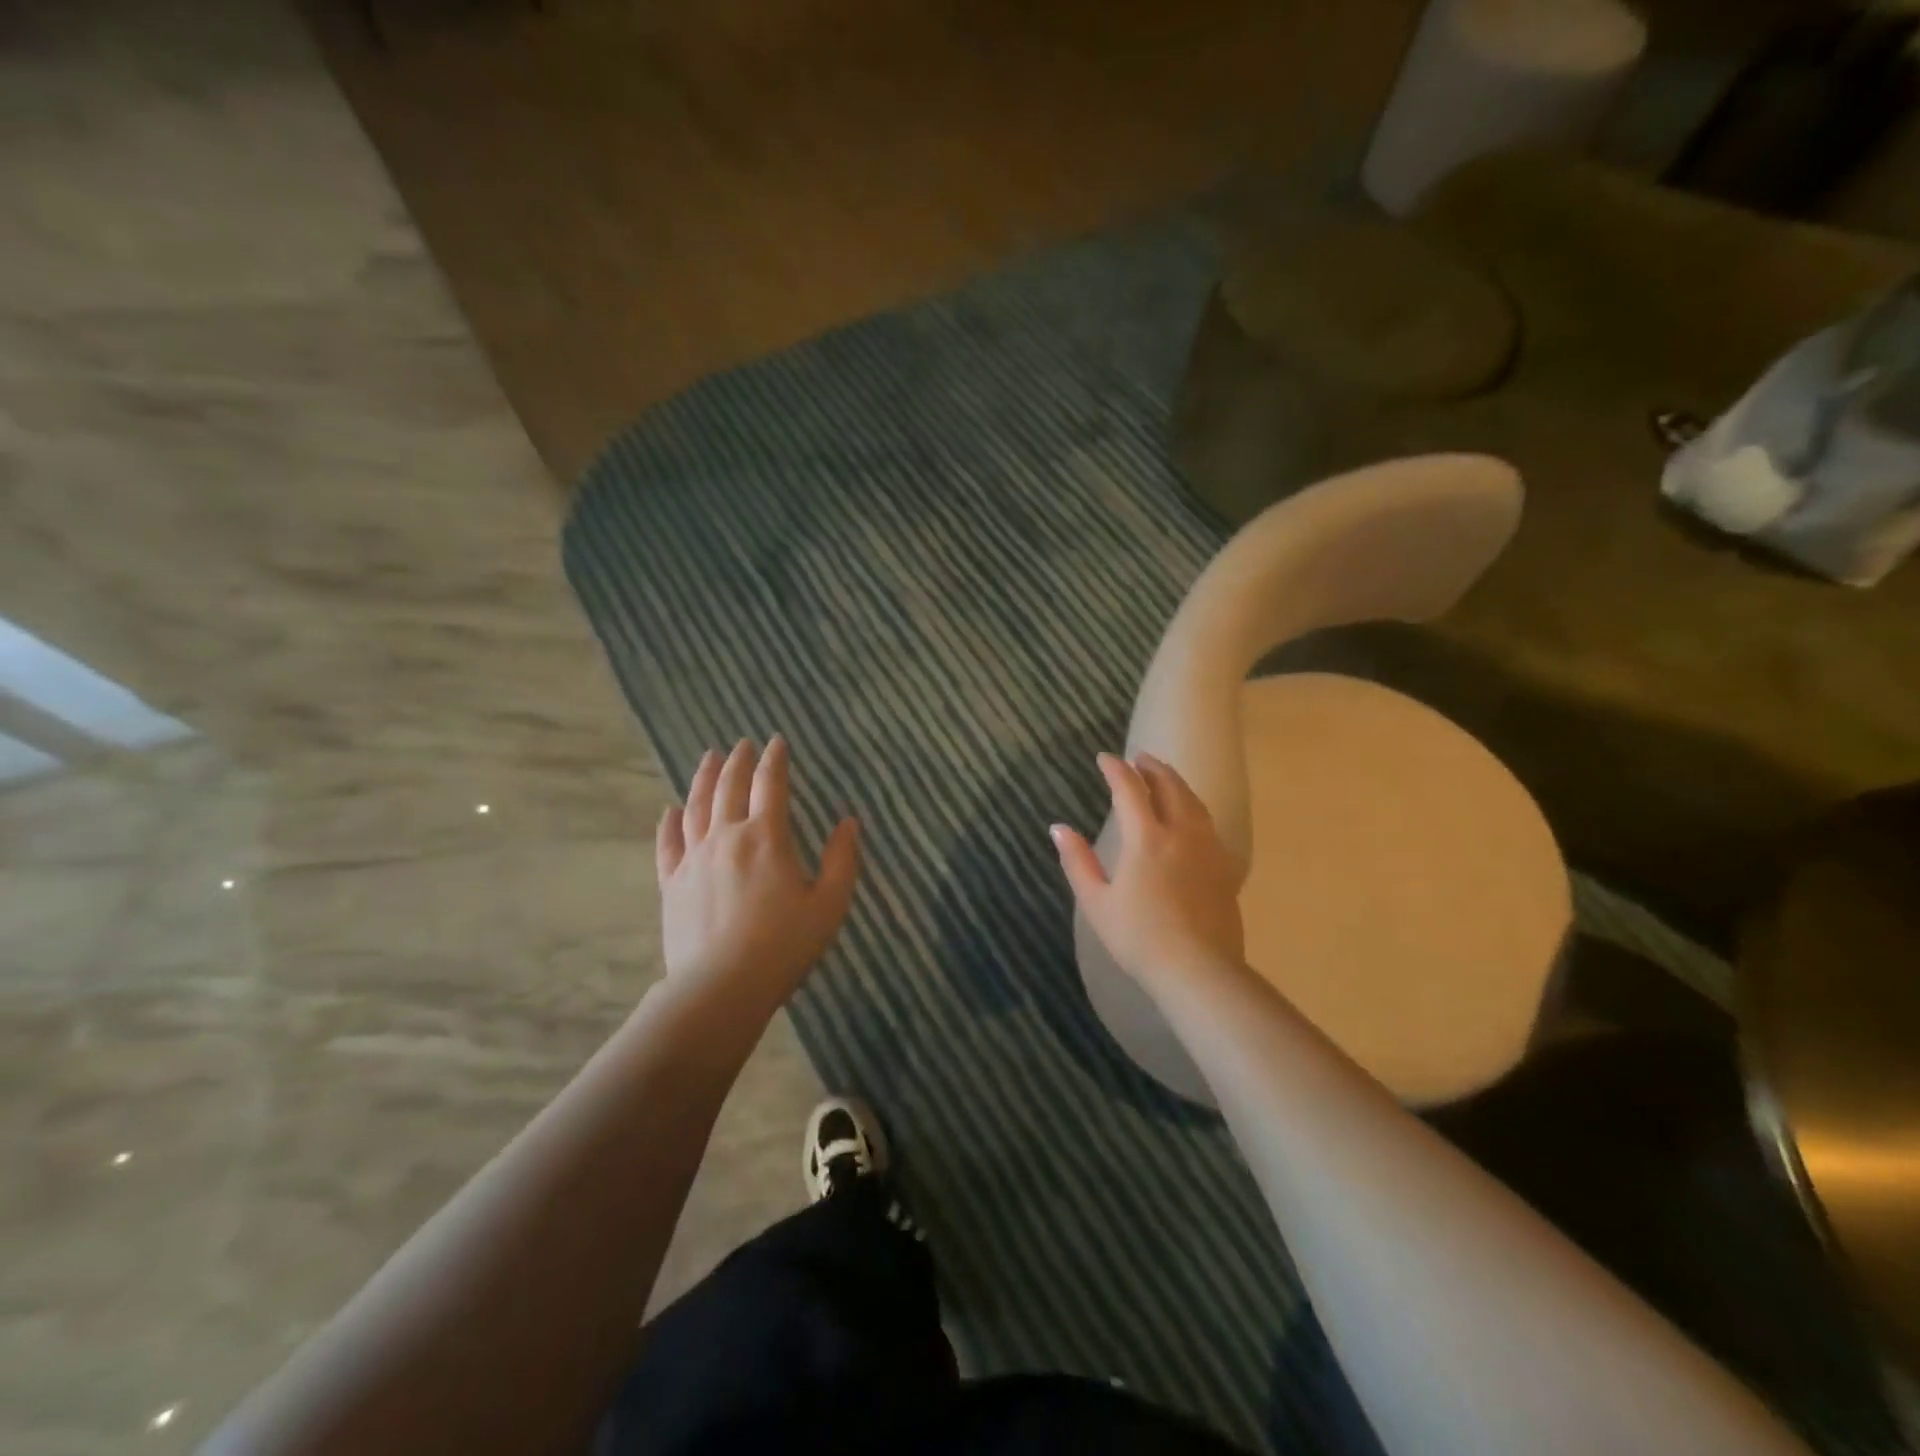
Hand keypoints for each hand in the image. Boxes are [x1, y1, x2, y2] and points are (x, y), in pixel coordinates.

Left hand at [655, 736, 859, 1011]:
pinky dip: (669, 822)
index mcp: (767, 838)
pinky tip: (670, 810)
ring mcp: (693, 859)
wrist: (721, 988)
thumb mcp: (830, 904)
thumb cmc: (784, 946)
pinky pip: (667, 844)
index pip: (770, 785)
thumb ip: (842, 859)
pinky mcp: (671, 884)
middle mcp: (727, 837)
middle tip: (742, 744)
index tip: (776, 742)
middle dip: (738, 761)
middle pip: (729, 787)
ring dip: (703, 778)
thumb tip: (849, 822)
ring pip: (696, 806)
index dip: (775, 760)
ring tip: (708, 758)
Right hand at [1051, 753, 1244, 986]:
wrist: (1198, 970)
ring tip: (1166, 778)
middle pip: (1170, 787)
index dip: (1116, 770)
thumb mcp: (1096, 902)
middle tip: (1140, 758)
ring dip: (1177, 784)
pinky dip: (1196, 810)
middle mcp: (1181, 834)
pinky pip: (1210, 826)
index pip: (1130, 790)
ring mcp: (1208, 850)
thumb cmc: (1139, 937)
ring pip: (1195, 803)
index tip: (1104, 758)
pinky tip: (1193, 818)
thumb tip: (1059, 828)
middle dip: (1153, 768)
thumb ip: (1077, 861)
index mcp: (1146, 838)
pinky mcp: (1225, 869)